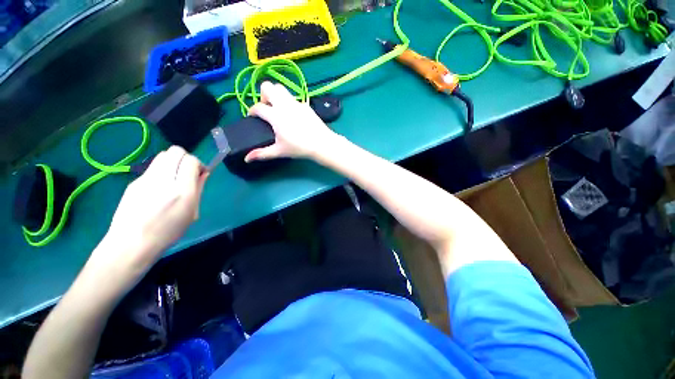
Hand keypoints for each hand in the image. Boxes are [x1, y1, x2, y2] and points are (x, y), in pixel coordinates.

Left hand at [90, 146, 208, 281]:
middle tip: (187, 173)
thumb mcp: (192, 213)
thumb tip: (202, 174)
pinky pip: (152, 167)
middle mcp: (163, 180)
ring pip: (163, 155)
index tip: (199, 174)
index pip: (190, 160)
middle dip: (185, 158)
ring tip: (173, 178)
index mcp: (182, 191)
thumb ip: (198, 190)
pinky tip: (159, 188)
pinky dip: (161, 171)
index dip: (198, 164)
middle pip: (175, 151)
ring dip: (173, 162)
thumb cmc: (168, 232)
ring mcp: (145, 179)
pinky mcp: (134, 181)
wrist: (131, 243)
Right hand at [245, 81, 338, 161]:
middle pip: (268, 86)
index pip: (257, 107)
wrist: (321, 144)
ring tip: (278, 110)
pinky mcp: (306, 105)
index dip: (251, 111)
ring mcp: (296, 103)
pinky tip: (293, 115)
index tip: (252, 117)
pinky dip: (289, 102)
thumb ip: (262, 153)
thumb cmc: (299, 148)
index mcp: (275, 115)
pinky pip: (293, 98)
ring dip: (276, 95)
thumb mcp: (279, 151)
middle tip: (267, 109)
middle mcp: (284, 105)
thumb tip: (247, 159)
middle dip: (263, 95)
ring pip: (281, 89)